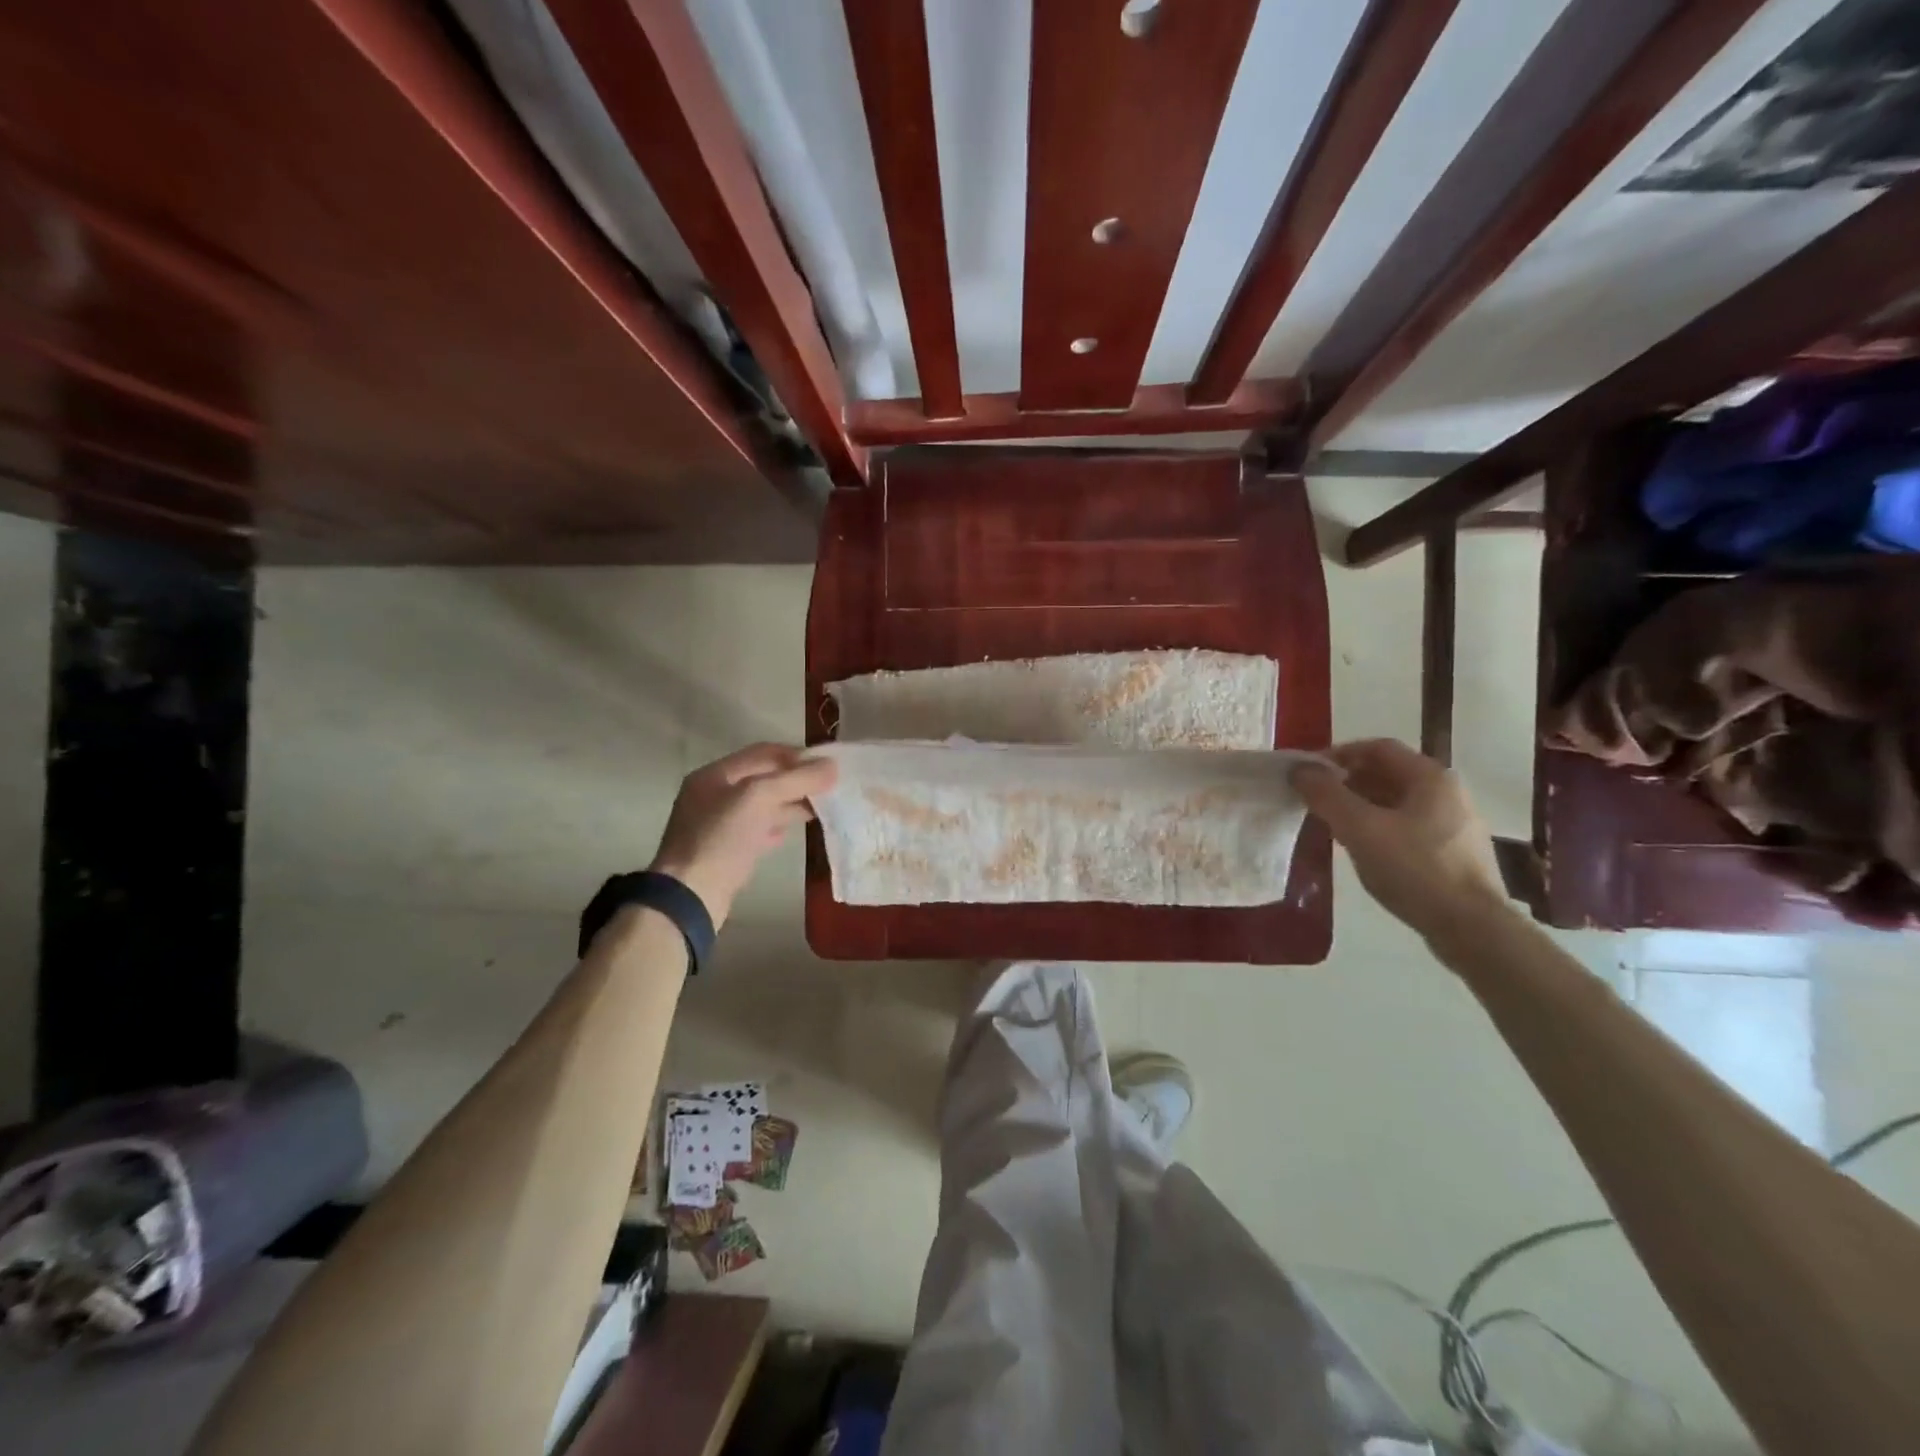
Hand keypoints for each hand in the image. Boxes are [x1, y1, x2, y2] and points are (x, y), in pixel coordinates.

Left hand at [648, 744, 837, 928]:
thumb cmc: (721, 838)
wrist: (690, 897)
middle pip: (763, 778)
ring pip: (761, 806)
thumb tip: (832, 765)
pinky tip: (792, 832)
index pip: (763, 753)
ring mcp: (717, 825)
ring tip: (821, 809)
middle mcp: (714, 795)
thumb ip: (796, 779)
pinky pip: (756, 830)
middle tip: (830, 787)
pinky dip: (777, 827)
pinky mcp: (725, 852)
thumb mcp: (759, 798)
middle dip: (796, 781)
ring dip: (790, 804)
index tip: (827, 764)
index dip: (796, 755)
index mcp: (715, 774)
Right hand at [1289, 738, 1507, 945]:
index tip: (1308, 773)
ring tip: (1331, 826)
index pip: (1377, 747)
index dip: (1338, 754)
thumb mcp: (1360, 828)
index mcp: (1430, 776)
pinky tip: (1361, 849)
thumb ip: (1326, 794)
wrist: (1471, 928)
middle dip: (1346, 782)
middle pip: (1387, 773)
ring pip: (1396, 802)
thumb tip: (1299, 770)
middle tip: (1314, 800)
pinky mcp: (1454, 852)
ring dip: (1360, 806)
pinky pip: (1407, 826)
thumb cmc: (1415, 869)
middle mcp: (1447, 792)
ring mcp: (1454, 823)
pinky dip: (1378, 827)